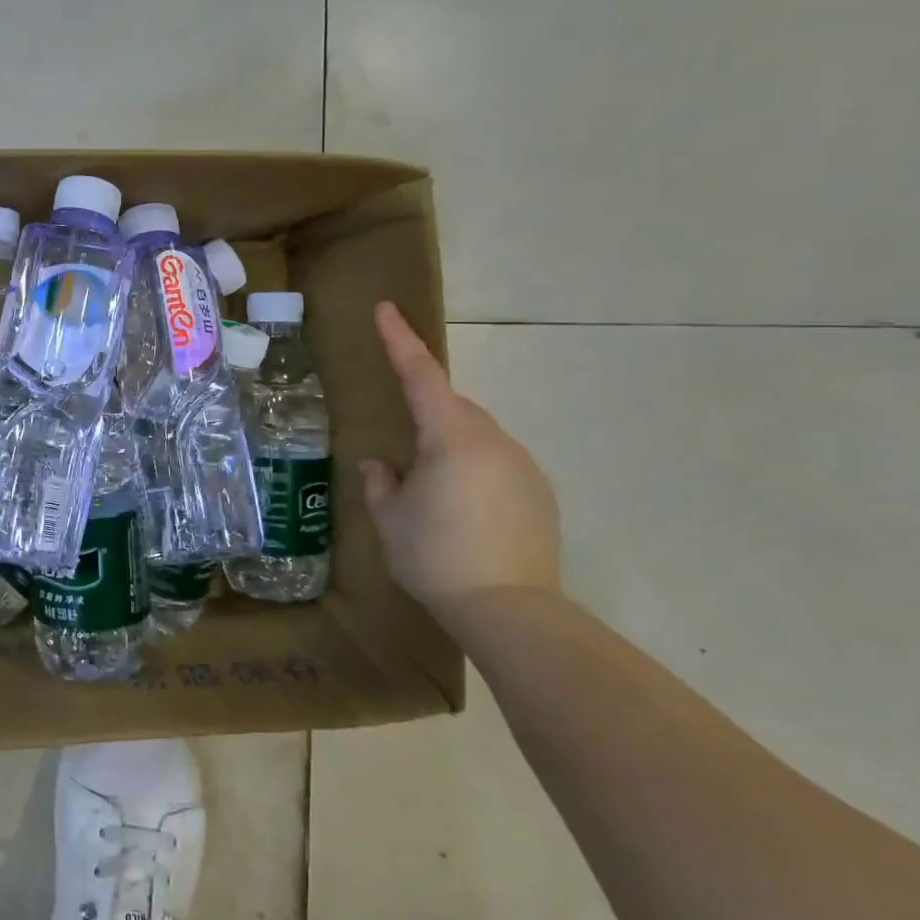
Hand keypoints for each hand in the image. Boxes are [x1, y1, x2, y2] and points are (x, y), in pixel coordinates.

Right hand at [359, 302, 560, 619]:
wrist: (509, 610)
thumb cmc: (435, 556)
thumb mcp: (390, 518)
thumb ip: (381, 482)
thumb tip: (381, 463)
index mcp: (451, 438)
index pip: (421, 376)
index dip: (400, 341)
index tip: (386, 309)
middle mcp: (493, 441)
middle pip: (452, 407)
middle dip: (424, 409)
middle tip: (401, 445)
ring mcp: (522, 466)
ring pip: (475, 436)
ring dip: (448, 445)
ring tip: (428, 487)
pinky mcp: (539, 493)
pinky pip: (496, 462)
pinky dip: (472, 469)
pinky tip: (460, 507)